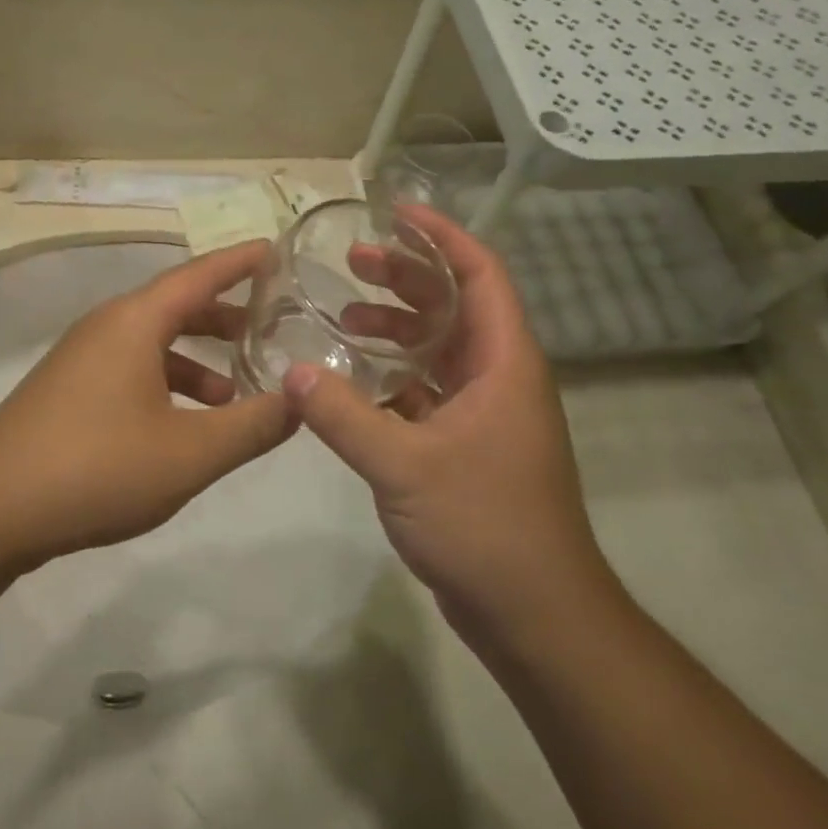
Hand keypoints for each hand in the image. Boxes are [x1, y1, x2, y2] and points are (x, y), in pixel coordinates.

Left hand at [0, 242, 296, 568]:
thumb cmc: (97, 468)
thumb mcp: (190, 452)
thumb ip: (252, 426)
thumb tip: (301, 402)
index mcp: (134, 321)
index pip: (200, 275)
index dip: (240, 262)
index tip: (276, 250)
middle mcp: (106, 326)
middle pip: (176, 304)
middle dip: (224, 315)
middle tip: (269, 327)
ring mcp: (82, 357)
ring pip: (152, 340)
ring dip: (196, 358)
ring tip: (235, 390)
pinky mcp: (68, 388)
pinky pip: (131, 367)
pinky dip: (166, 381)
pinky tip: (183, 423)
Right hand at [281, 204, 612, 642]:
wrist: (535, 614)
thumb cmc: (484, 526)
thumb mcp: (403, 465)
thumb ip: (343, 415)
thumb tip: (292, 372)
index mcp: (503, 363)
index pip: (480, 276)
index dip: (443, 237)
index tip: (397, 213)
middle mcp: (498, 377)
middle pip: (454, 306)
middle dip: (407, 277)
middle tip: (353, 263)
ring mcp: (483, 414)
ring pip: (437, 349)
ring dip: (396, 327)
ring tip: (344, 316)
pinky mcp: (465, 446)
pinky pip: (425, 391)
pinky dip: (391, 376)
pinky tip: (351, 380)